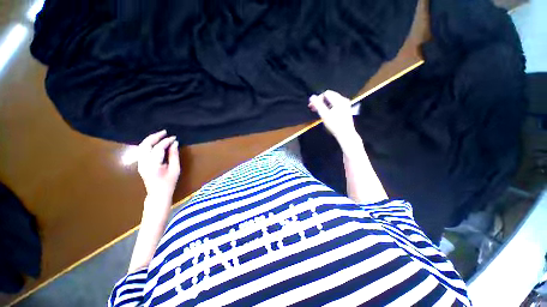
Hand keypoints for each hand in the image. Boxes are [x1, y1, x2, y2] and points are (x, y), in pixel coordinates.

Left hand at [137, 130, 180, 199]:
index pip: (158, 148)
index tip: (174, 137)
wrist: (158, 194)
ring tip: (160, 135)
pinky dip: (147, 144)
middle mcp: (143, 162)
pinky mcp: (140, 164)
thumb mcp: (175, 169)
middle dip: (155, 136)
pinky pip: (142, 150)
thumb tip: (175, 143)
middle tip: (165, 132)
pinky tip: (154, 142)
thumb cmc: (169, 182)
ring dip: (150, 139)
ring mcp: (140, 163)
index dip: (166, 141)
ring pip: (141, 146)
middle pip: (145, 145)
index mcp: (153, 165)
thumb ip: (174, 155)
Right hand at [308, 90, 359, 145]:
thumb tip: (312, 97)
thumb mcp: (324, 115)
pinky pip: (335, 104)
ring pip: (332, 100)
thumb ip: (317, 105)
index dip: (318, 98)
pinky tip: (325, 113)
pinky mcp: (345, 109)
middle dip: (320, 101)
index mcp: (339, 100)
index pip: (326, 93)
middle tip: (313, 108)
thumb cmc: (334, 125)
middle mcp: (343, 100)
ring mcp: (345, 104)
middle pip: (329, 95)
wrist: (345, 134)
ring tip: (318, 111)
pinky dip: (329, 106)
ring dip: (324, 104)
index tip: (312, 105)